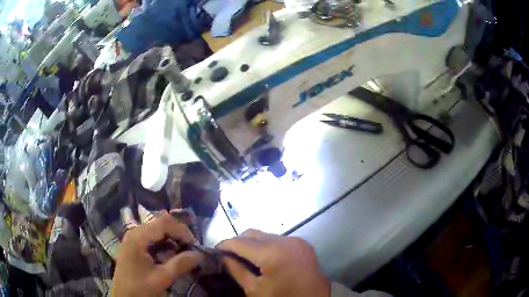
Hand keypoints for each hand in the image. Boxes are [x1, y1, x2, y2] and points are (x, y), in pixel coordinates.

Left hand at [111, 212, 203, 296]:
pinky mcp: (134, 246)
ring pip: (156, 230)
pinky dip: (164, 244)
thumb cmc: (140, 288)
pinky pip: (151, 238)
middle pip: (160, 223)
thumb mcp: (162, 277)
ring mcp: (133, 238)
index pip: (164, 223)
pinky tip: (170, 255)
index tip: (194, 245)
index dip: (181, 231)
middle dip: (177, 234)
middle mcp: (134, 232)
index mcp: (138, 237)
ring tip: (182, 252)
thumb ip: (181, 264)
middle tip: (190, 248)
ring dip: (171, 239)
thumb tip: (200, 254)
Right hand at [217, 229, 329, 296]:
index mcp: (272, 253)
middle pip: (252, 233)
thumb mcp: (255, 290)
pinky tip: (264, 257)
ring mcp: (296, 240)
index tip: (215, 251)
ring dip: (252, 243)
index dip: (224, 245)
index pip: (240, 242)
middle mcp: (285, 240)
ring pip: (265, 234)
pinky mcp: (302, 243)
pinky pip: (278, 238)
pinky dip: (266, 245)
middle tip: (229, 255)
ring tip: (245, 257)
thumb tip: (223, 256)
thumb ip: (236, 270)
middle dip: (237, 242)